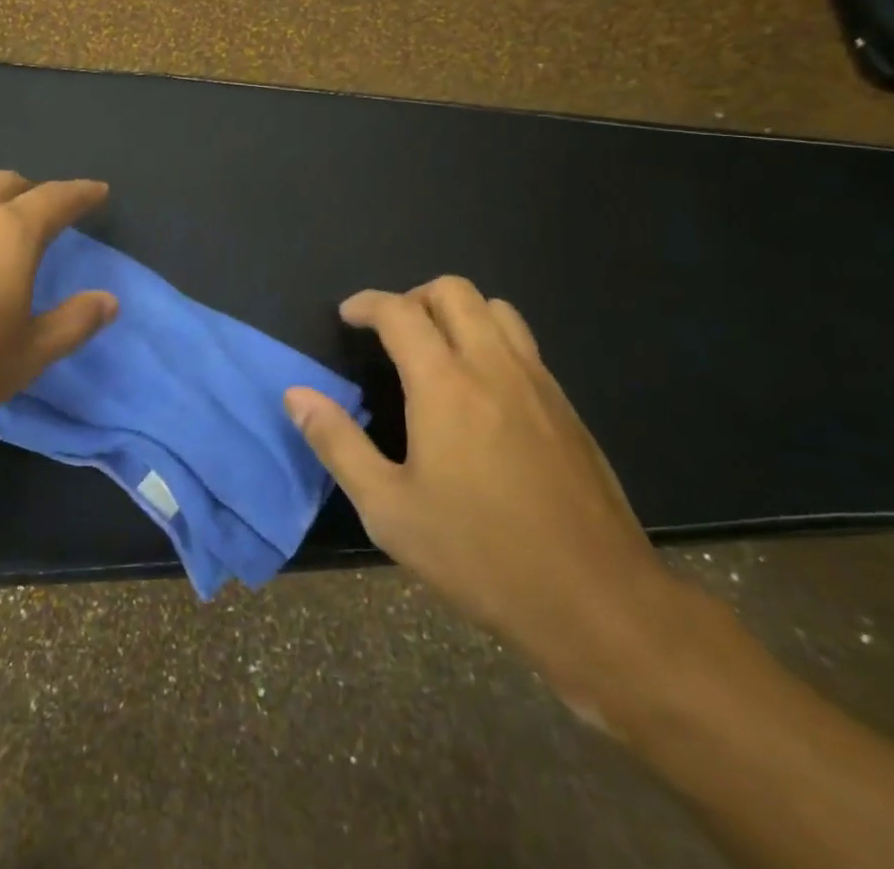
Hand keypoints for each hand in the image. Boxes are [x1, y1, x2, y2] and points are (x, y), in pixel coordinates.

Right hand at [285, 277, 687, 711]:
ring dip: (457, 311)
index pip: (400, 311)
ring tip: (435, 349)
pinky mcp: (566, 406)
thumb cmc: (480, 556)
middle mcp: (494, 365)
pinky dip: (490, 338)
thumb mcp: (390, 510)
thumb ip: (338, 443)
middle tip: (390, 332)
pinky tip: (479, 390)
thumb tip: (296, 396)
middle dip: (413, 297)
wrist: (598, 602)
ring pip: (496, 308)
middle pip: (453, 291)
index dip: (367, 303)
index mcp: (445, 384)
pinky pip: (523, 343)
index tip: (347, 316)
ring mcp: (538, 382)